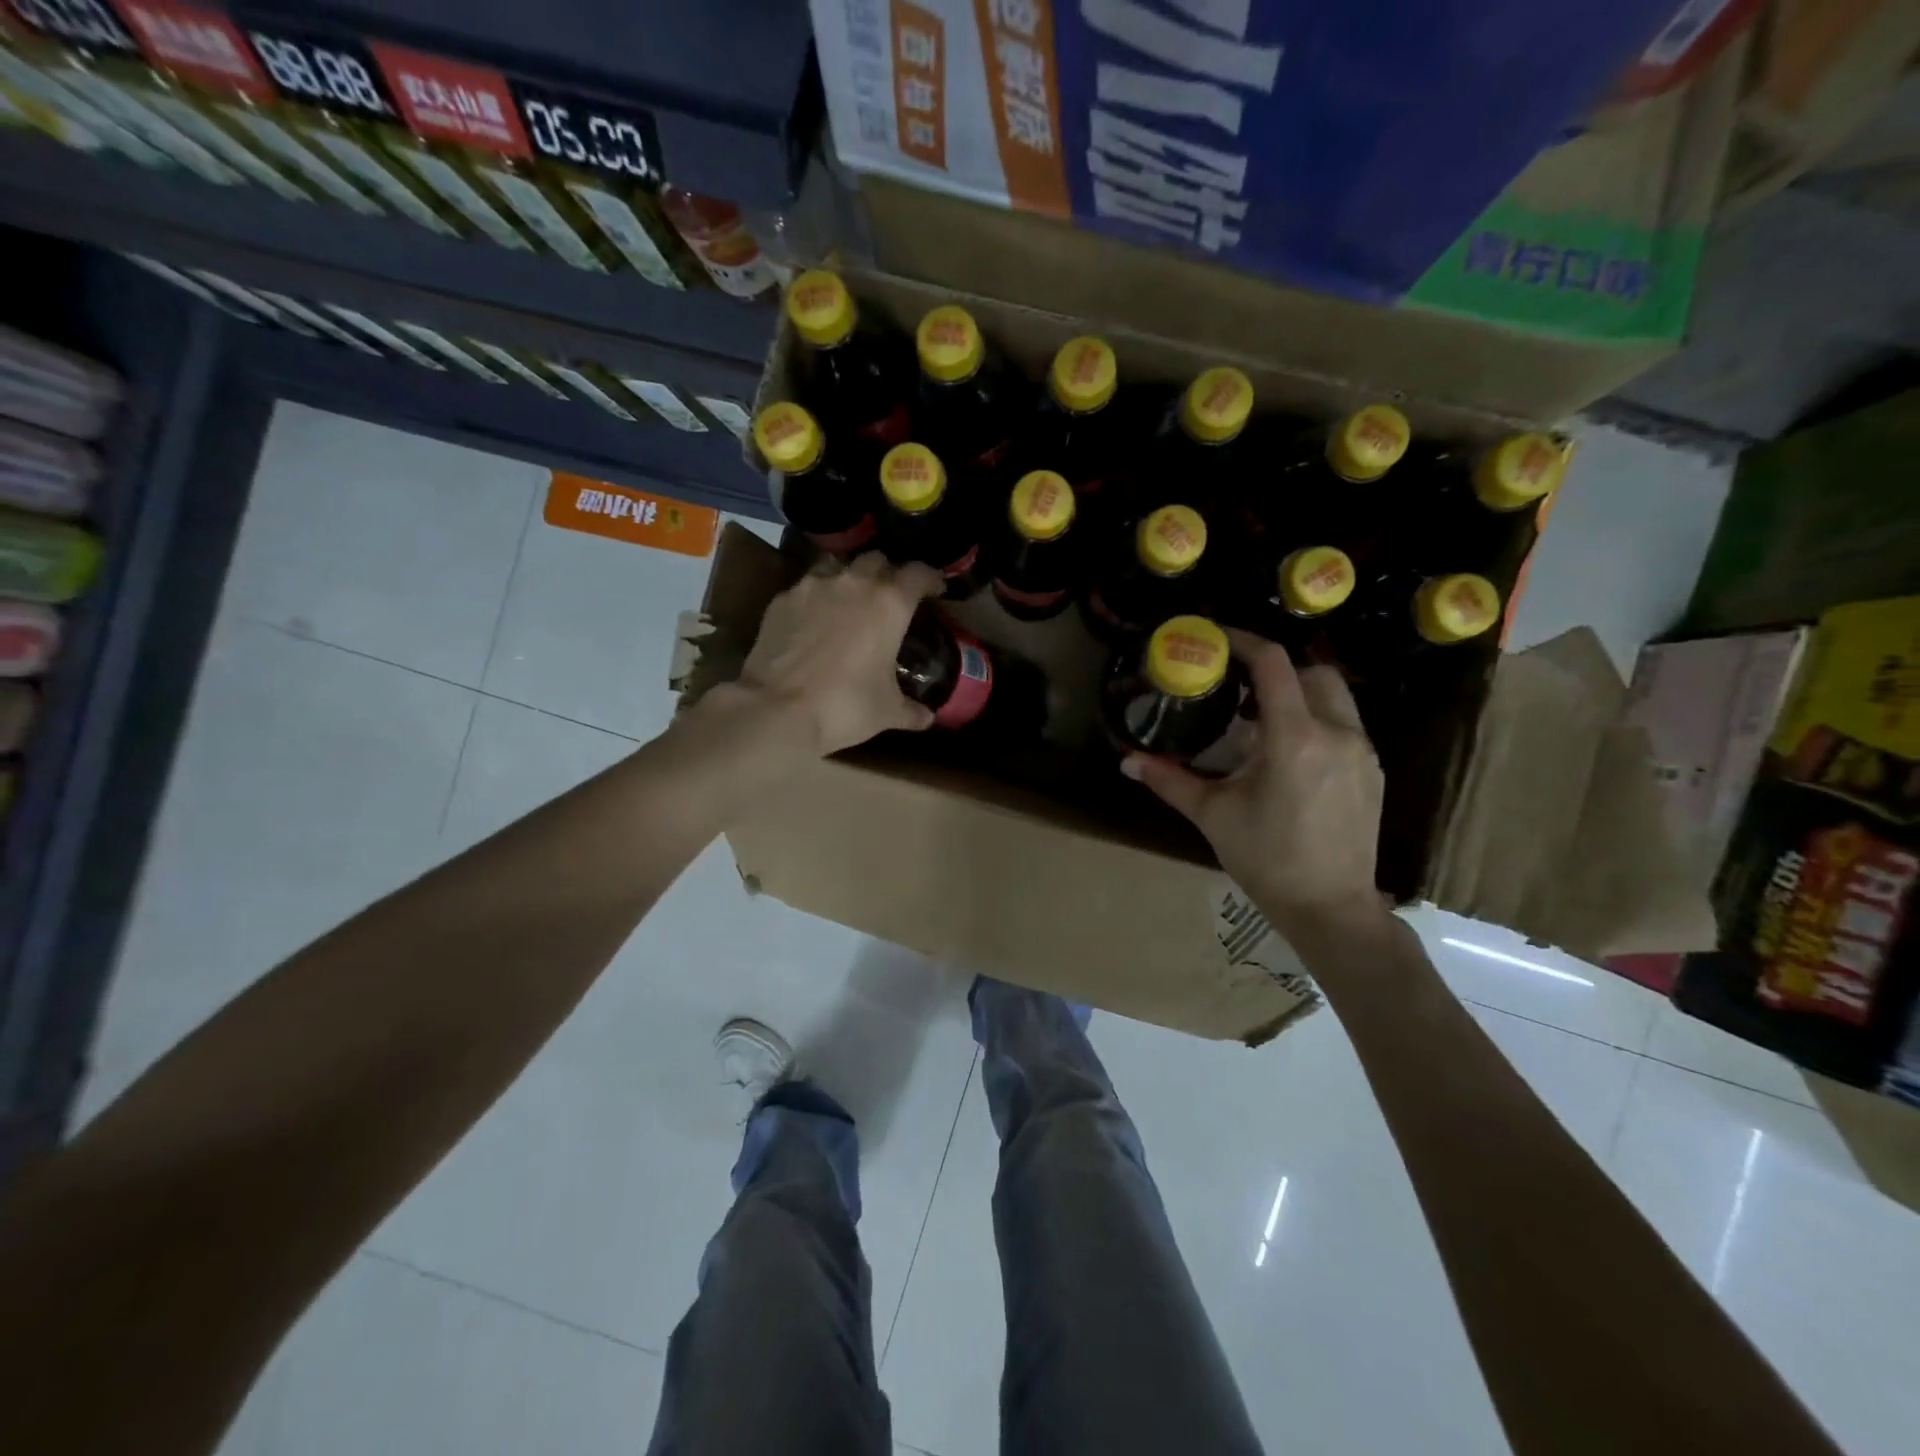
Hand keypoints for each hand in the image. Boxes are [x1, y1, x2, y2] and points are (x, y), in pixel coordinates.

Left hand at [726, 552, 944, 755]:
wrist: (778, 709)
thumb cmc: (845, 706)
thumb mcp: (887, 712)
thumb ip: (912, 710)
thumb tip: (927, 718)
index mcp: (890, 603)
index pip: (919, 573)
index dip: (931, 579)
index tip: (935, 590)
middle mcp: (854, 582)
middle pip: (877, 560)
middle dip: (888, 574)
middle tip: (890, 598)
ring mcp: (813, 586)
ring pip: (838, 567)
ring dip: (850, 579)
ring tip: (850, 603)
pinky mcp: (782, 599)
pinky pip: (806, 588)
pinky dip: (816, 599)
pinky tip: (814, 621)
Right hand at [1124, 631, 1388, 942]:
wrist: (1331, 907)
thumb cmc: (1267, 859)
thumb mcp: (1213, 815)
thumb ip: (1170, 780)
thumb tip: (1127, 761)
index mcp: (1295, 739)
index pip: (1274, 664)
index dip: (1244, 641)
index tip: (1217, 639)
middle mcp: (1337, 734)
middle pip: (1311, 670)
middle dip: (1275, 668)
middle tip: (1239, 686)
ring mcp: (1362, 752)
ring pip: (1334, 696)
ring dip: (1298, 693)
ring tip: (1261, 720)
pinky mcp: (1372, 771)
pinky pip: (1345, 724)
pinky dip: (1315, 720)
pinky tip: (1289, 754)